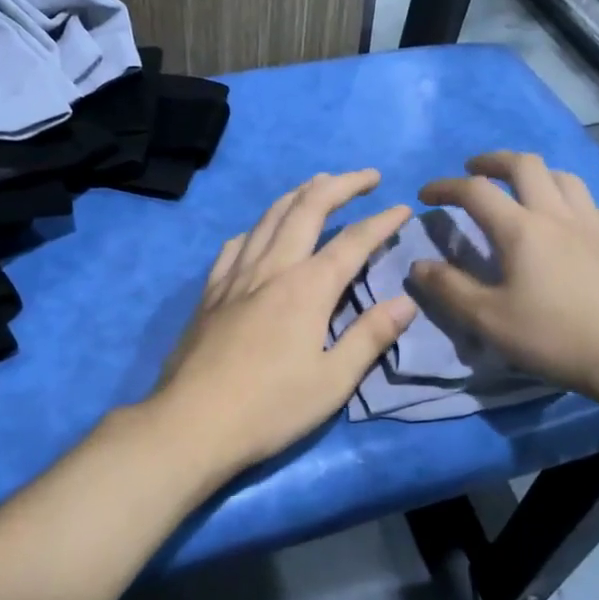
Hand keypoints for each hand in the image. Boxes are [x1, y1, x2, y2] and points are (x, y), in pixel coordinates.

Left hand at [147, 170, 417, 476]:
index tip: (403, 208)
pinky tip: (260, 231)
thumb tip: (406, 301)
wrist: (192, 422)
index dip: (381, 222)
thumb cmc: (270, 408)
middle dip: (340, 185)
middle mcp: (272, 268)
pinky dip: (258, 226)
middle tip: (366, 177)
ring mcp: (236, 276)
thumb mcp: (332, 382)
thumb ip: (370, 337)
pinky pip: (236, 243)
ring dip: (299, 194)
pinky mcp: (211, 291)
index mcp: (307, 288)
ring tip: (319, 184)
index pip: (353, 242)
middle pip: (307, 209)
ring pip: (269, 217)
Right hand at [408, 152, 598, 406]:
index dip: (445, 186)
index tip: (425, 194)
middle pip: (524, 165)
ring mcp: (593, 225)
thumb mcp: (489, 320)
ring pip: (563, 177)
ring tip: (522, 188)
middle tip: (474, 169)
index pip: (475, 190)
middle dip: (493, 161)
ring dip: (535, 174)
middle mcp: (556, 214)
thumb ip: (449, 289)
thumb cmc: (555, 336)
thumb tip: (418, 265)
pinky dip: (572, 202)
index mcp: (521, 228)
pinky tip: (571, 222)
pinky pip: (593, 206)